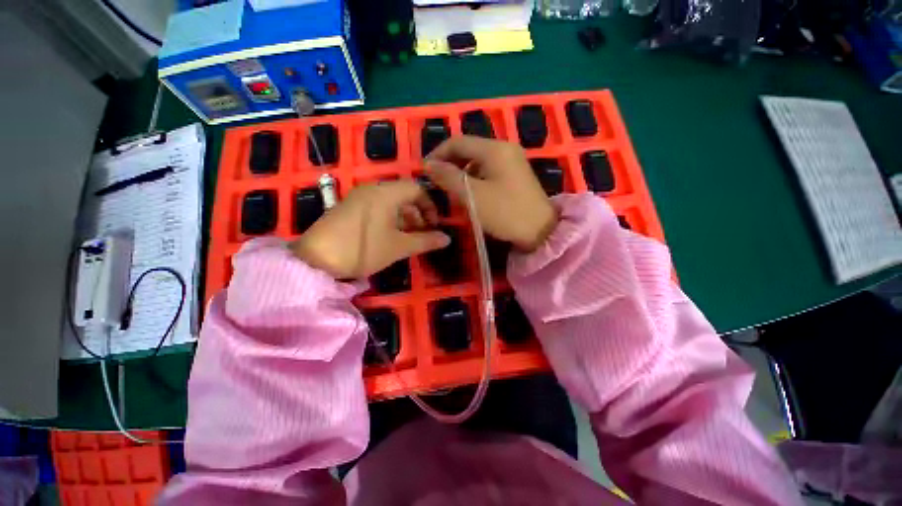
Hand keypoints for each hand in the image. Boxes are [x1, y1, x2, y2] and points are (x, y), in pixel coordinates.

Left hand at [289, 181, 450, 278]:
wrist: (315, 259)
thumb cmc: (363, 249)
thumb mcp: (399, 246)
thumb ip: (425, 241)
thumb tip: (447, 238)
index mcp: (386, 193)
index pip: (417, 188)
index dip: (430, 206)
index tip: (434, 225)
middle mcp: (373, 189)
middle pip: (404, 194)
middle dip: (418, 213)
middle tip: (423, 233)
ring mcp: (359, 197)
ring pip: (391, 202)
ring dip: (405, 217)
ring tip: (408, 238)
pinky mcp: (349, 208)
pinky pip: (377, 207)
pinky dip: (390, 219)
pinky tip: (389, 236)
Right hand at [426, 136, 557, 251]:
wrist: (540, 231)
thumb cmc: (505, 212)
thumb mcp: (472, 196)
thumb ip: (448, 178)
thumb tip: (429, 165)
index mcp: (494, 149)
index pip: (457, 142)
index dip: (437, 154)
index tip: (425, 172)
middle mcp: (504, 148)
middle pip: (468, 149)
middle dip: (449, 163)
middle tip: (437, 182)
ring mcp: (512, 161)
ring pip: (477, 160)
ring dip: (461, 172)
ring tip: (451, 189)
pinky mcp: (515, 174)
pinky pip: (488, 170)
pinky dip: (474, 178)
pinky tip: (470, 192)